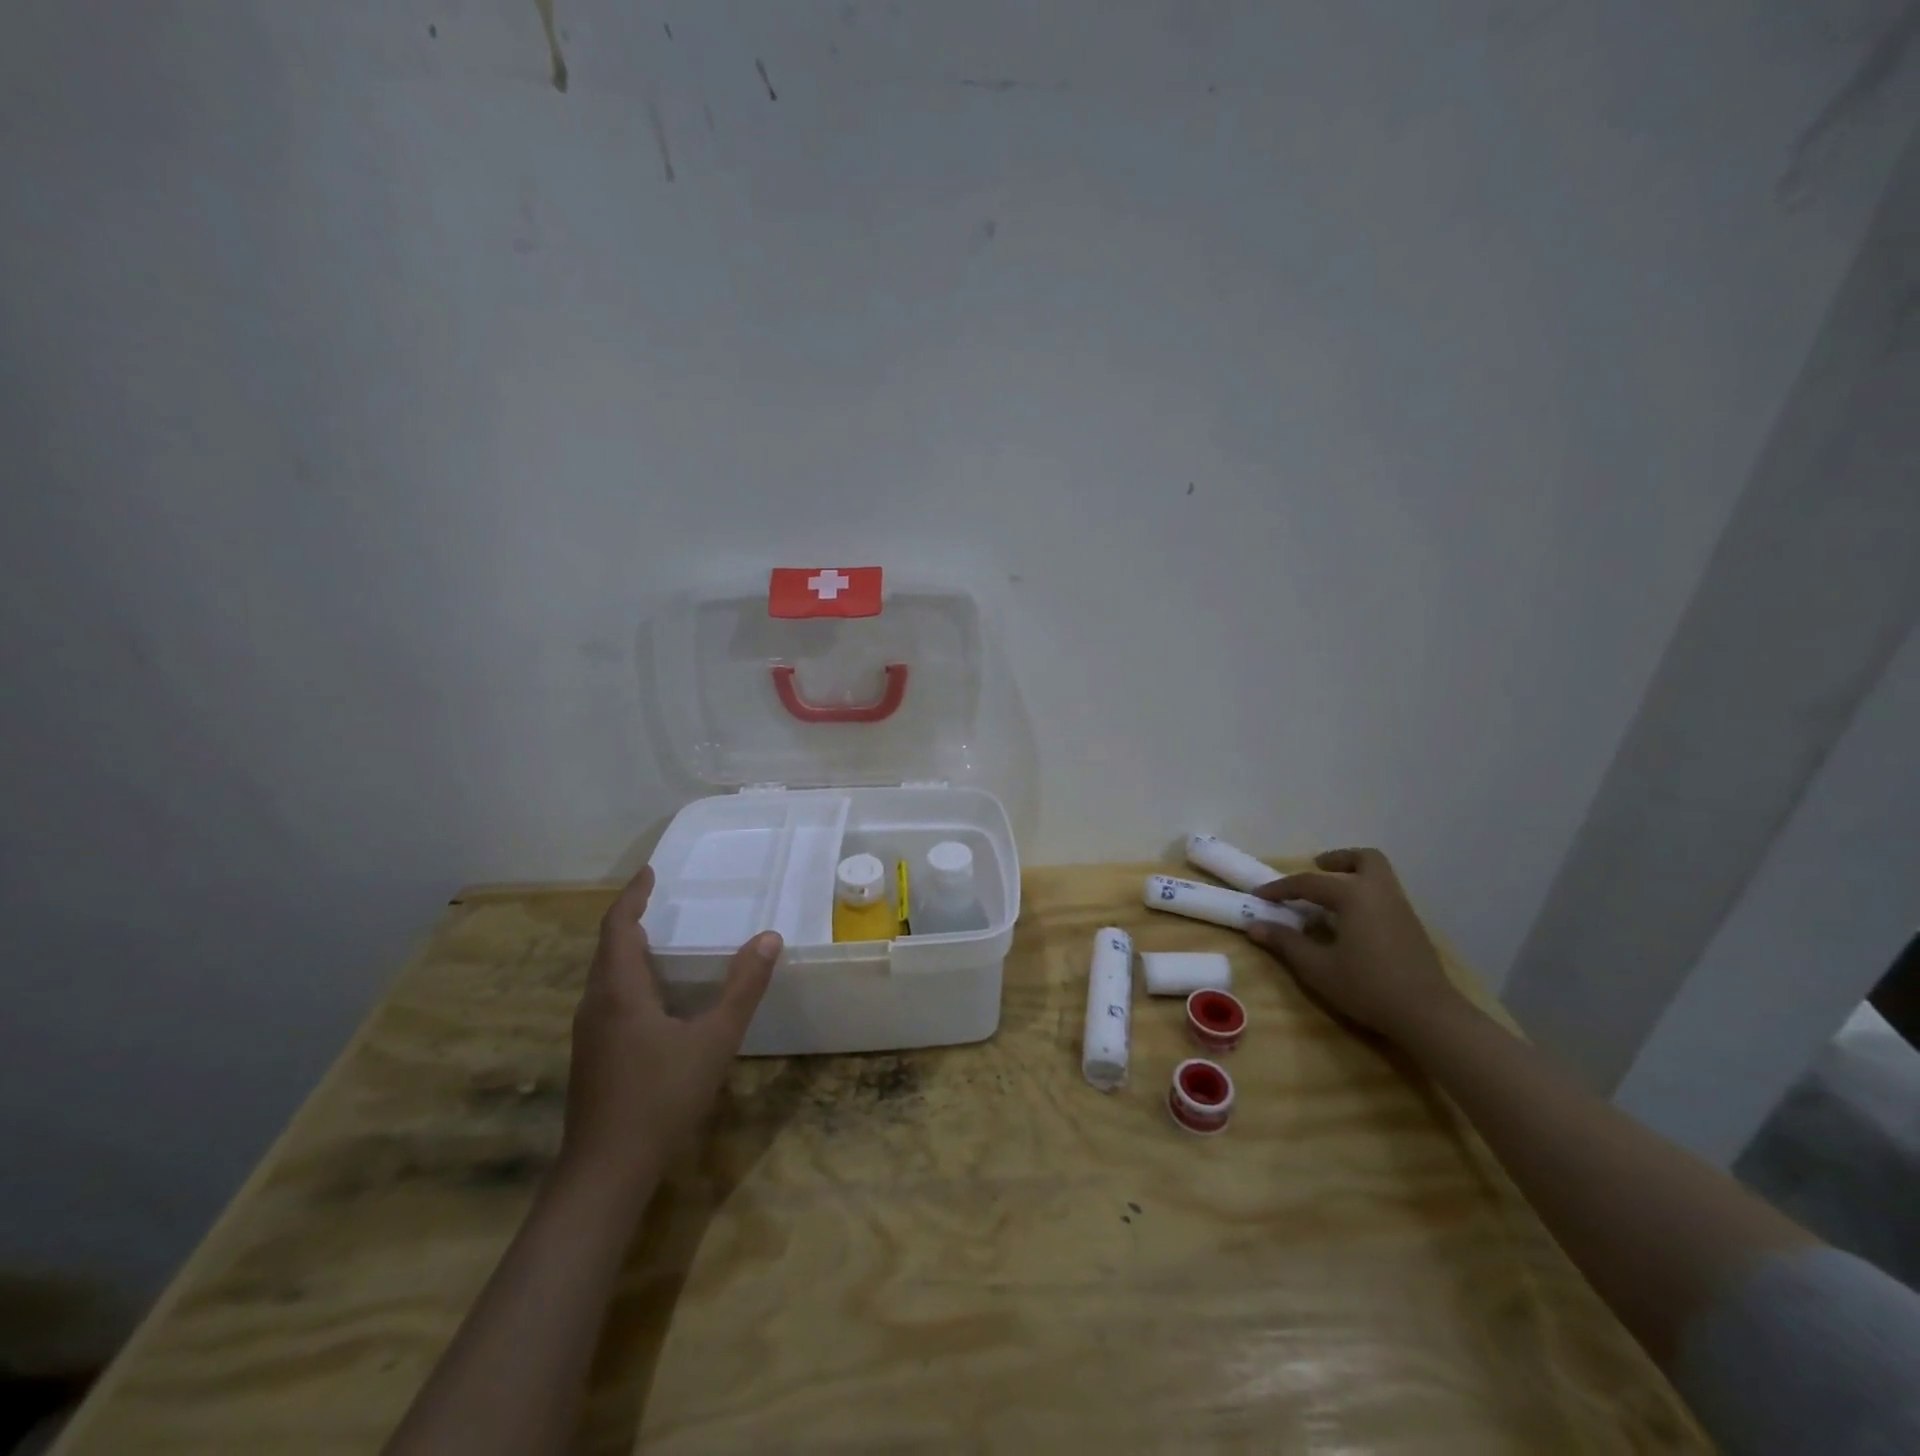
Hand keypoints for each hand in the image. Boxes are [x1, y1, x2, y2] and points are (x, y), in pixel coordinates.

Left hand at [559, 866, 782, 1198]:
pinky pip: (608, 998)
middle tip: (661, 900)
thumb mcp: (714, 1039)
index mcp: (619, 991)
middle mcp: (596, 1004)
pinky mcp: (592, 1057)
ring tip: (661, 938)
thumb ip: (743, 988)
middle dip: (631, 919)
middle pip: (608, 948)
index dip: (633, 896)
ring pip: (605, 976)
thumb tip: (769, 937)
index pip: (618, 927)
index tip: (651, 872)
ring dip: (628, 950)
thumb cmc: (661, 1098)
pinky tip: (655, 996)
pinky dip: (628, 978)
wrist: (606, 1173)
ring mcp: (589, 1033)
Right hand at [1245, 847, 1461, 1042]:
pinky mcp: (1412, 927)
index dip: (1280, 888)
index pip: (1308, 883)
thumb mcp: (1317, 968)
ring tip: (1330, 897)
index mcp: (1353, 895)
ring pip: (1379, 875)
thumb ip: (1285, 942)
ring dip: (1353, 876)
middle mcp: (1379, 892)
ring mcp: (1401, 908)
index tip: (1259, 896)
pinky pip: (1385, 895)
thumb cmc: (1367, 986)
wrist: (1428, 1015)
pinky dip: (1365, 895)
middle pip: (1363, 859)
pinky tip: (1352, 922)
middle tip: (1317, 870)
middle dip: (1338, 860)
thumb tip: (1255, 926)